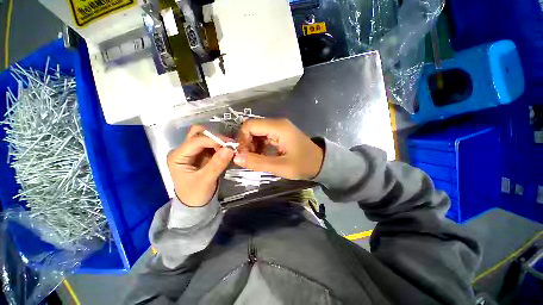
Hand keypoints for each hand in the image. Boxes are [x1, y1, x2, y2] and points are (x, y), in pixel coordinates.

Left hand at [167, 125, 233, 206]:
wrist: (194, 204)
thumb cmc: (195, 194)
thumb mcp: (206, 181)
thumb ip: (217, 164)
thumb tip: (229, 149)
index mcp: (178, 156)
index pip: (196, 140)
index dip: (213, 140)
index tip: (229, 144)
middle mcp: (183, 150)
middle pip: (198, 133)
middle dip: (214, 136)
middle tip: (228, 144)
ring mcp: (192, 151)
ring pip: (205, 137)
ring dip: (218, 140)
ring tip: (230, 148)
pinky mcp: (201, 154)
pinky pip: (211, 144)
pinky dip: (220, 145)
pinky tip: (227, 151)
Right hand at [234, 118, 323, 179]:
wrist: (320, 163)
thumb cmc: (303, 164)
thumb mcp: (280, 166)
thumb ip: (258, 162)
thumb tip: (236, 158)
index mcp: (278, 127)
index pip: (250, 125)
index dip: (242, 139)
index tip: (242, 155)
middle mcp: (277, 124)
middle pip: (252, 128)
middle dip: (246, 143)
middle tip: (247, 159)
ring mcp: (278, 128)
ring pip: (256, 133)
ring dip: (251, 146)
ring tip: (254, 159)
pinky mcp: (279, 134)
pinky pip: (263, 137)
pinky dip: (258, 146)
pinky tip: (261, 156)